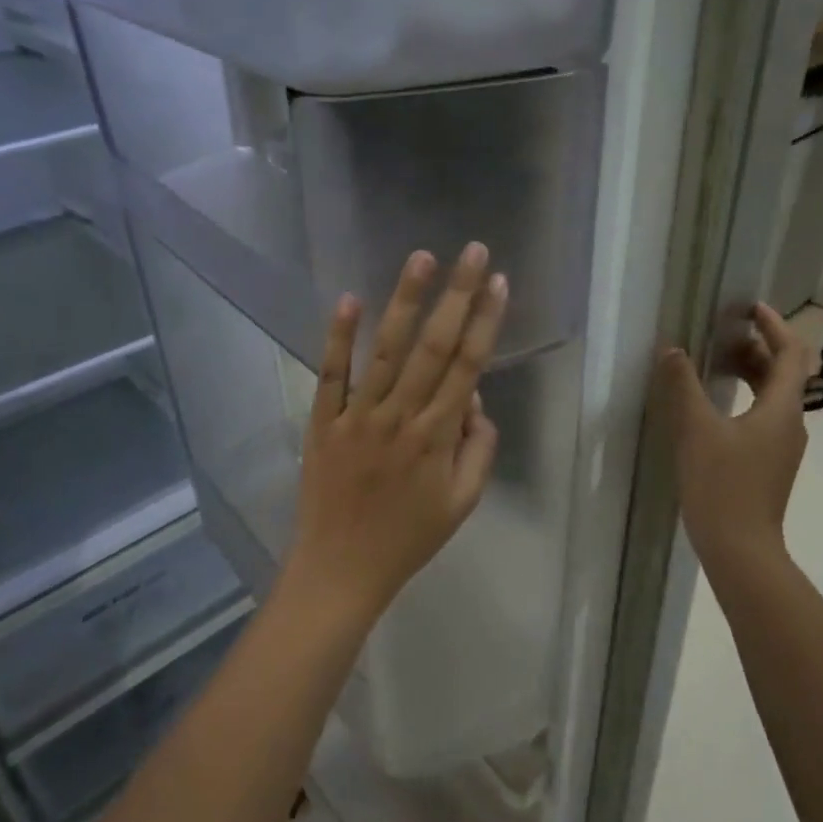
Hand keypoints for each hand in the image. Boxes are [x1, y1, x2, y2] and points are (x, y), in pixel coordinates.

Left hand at [284, 243, 506, 625]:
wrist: (341, 569)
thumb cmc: (408, 538)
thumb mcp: (463, 504)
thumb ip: (478, 448)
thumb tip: (475, 397)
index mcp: (438, 437)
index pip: (468, 366)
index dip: (486, 321)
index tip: (499, 283)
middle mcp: (401, 417)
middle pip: (434, 347)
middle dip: (457, 295)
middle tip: (473, 252)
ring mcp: (358, 417)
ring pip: (386, 351)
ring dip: (405, 302)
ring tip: (421, 258)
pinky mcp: (323, 422)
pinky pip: (331, 375)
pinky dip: (338, 337)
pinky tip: (348, 299)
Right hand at [657, 303, 811, 574]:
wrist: (740, 547)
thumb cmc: (721, 484)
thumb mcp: (695, 429)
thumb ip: (683, 385)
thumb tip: (672, 349)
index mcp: (781, 409)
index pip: (790, 354)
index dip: (774, 326)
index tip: (750, 307)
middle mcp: (790, 423)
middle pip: (783, 374)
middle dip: (756, 348)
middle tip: (723, 333)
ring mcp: (782, 446)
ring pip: (772, 397)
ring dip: (749, 373)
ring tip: (714, 362)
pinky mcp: (769, 463)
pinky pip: (763, 416)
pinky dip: (744, 398)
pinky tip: (714, 406)